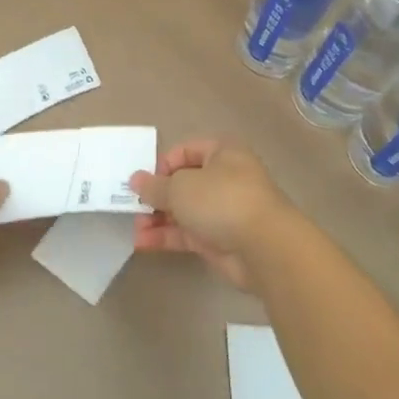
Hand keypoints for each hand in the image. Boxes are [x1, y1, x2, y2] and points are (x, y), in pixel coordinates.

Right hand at [129, 139, 295, 291]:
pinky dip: (166, 237)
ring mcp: (223, 211)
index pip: (186, 151)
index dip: (163, 164)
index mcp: (222, 152)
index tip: (144, 182)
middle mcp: (224, 178)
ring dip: (158, 218)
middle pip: (183, 183)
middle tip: (133, 207)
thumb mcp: (181, 187)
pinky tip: (143, 243)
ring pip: (184, 211)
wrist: (265, 248)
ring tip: (135, 228)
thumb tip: (135, 180)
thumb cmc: (222, 200)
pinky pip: (188, 234)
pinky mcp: (220, 240)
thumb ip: (155, 186)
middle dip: (157, 196)